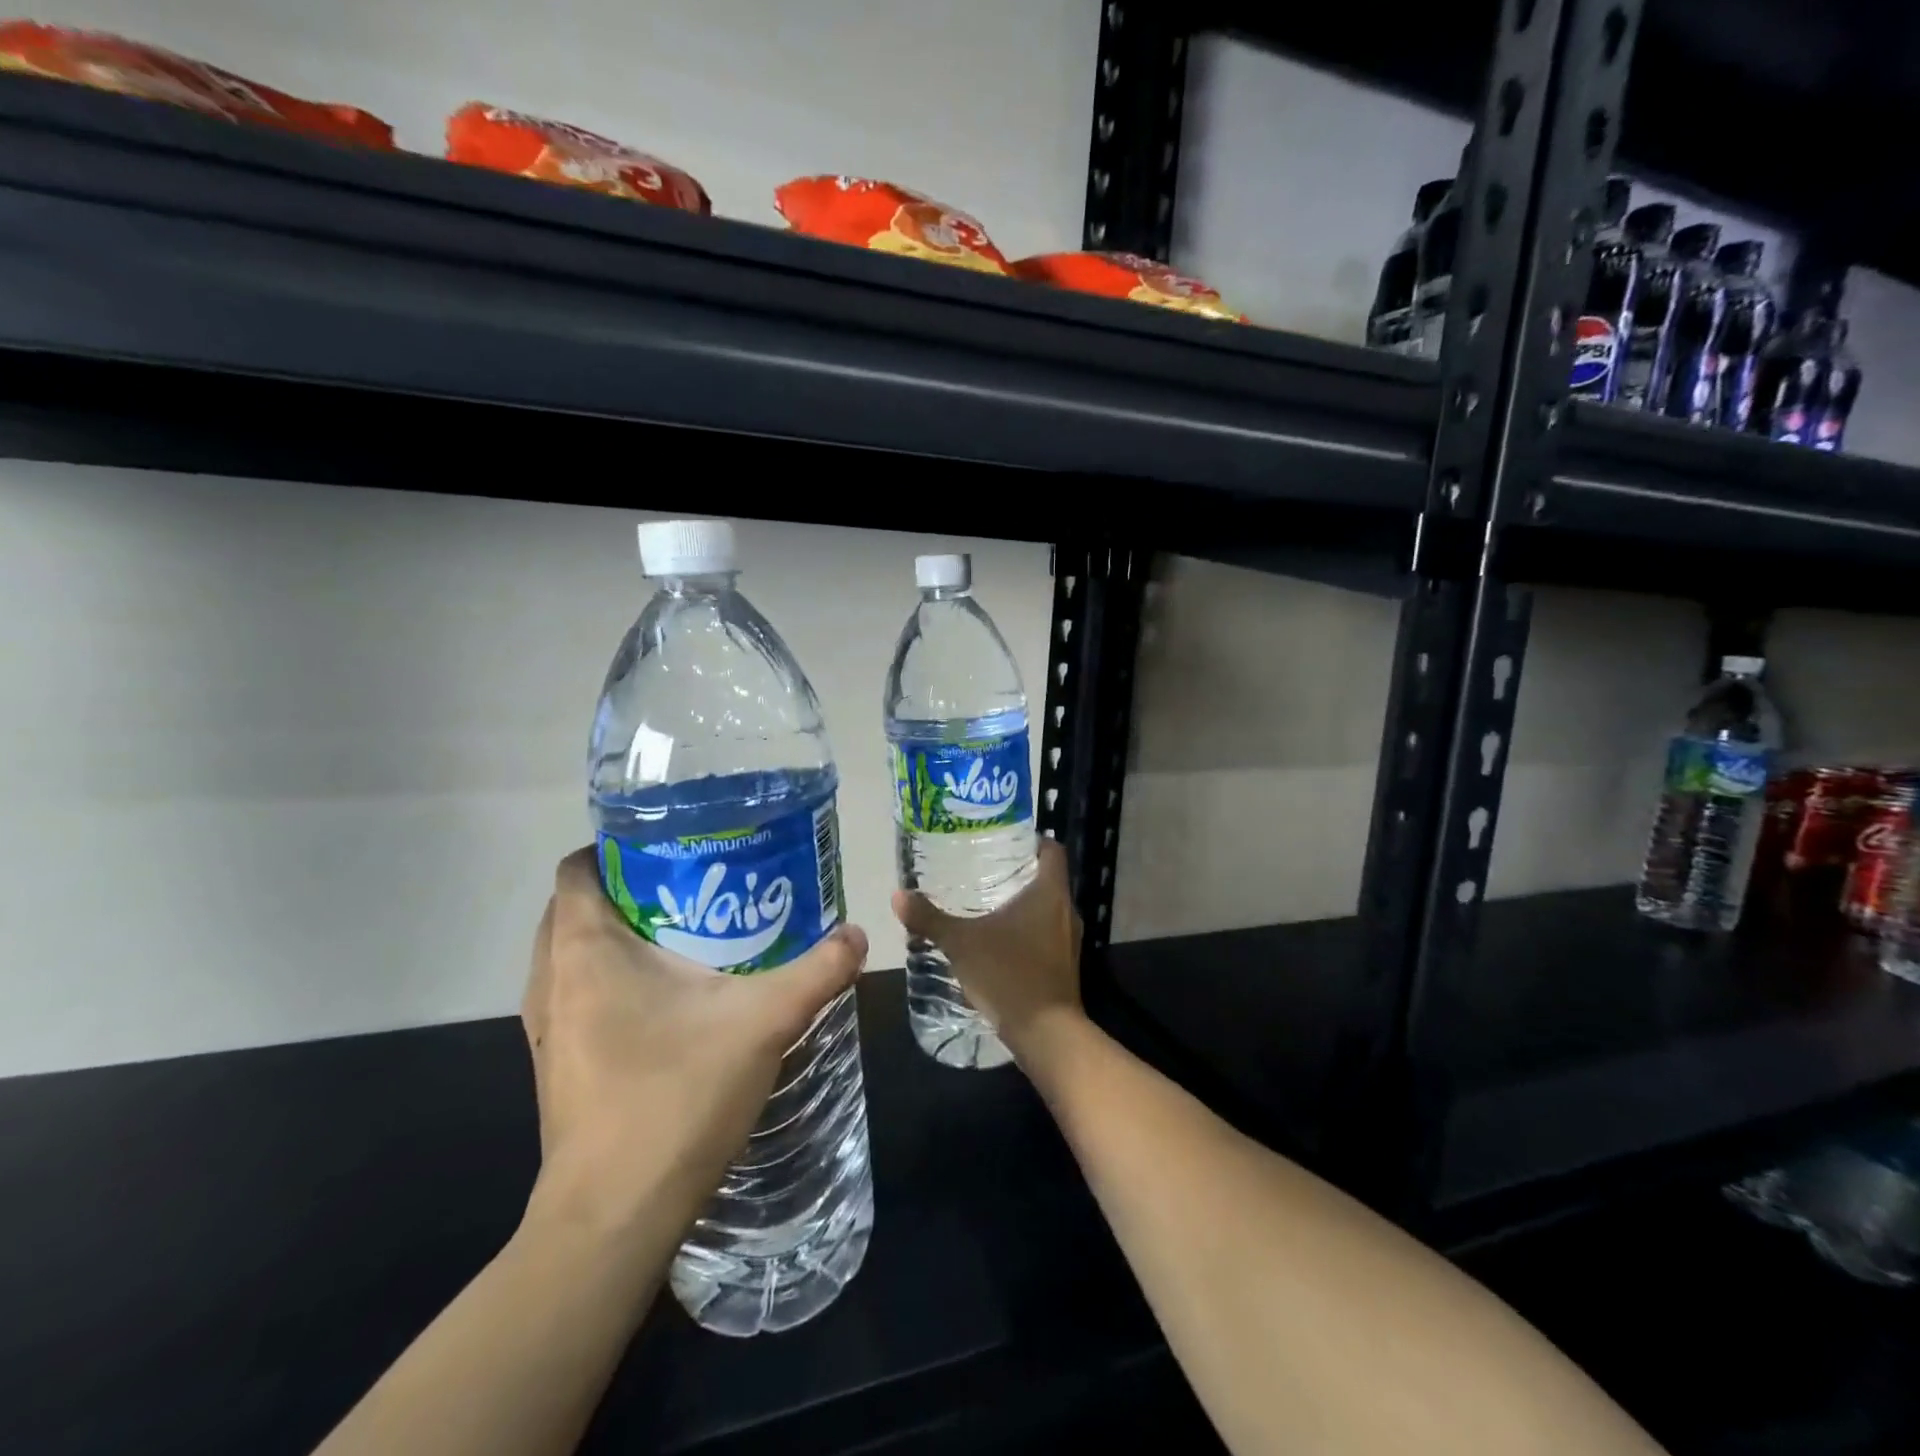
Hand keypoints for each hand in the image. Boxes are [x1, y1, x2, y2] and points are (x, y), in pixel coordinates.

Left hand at [521, 847, 867, 1240]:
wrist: (612, 1221)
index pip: (577, 868)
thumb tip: (857, 935)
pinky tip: (671, 998)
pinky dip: (612, 978)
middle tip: (694, 885)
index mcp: (583, 952)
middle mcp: (551, 981)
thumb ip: (816, 972)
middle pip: (575, 906)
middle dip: (629, 887)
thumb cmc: (674, 1100)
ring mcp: (548, 1029)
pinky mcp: (559, 1064)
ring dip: (619, 935)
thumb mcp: (763, 1024)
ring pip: (572, 954)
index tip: (674, 845)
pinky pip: (578, 994)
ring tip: (688, 933)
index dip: (618, 846)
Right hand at [891, 837, 1082, 1064]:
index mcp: (1050, 892)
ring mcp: (1070, 940)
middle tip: (985, 867)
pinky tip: (1000, 940)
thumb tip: (898, 895)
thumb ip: (930, 919)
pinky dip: (1028, 930)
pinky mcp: (1065, 965)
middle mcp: (1067, 910)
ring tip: (988, 902)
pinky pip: (1047, 934)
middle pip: (1048, 878)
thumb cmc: (1009, 973)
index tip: (1006, 838)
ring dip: (1024, 903)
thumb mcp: (962, 943)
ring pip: (1048, 908)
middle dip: (1020, 872)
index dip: (1033, 840)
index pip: (1052, 850)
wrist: (1046, 1033)